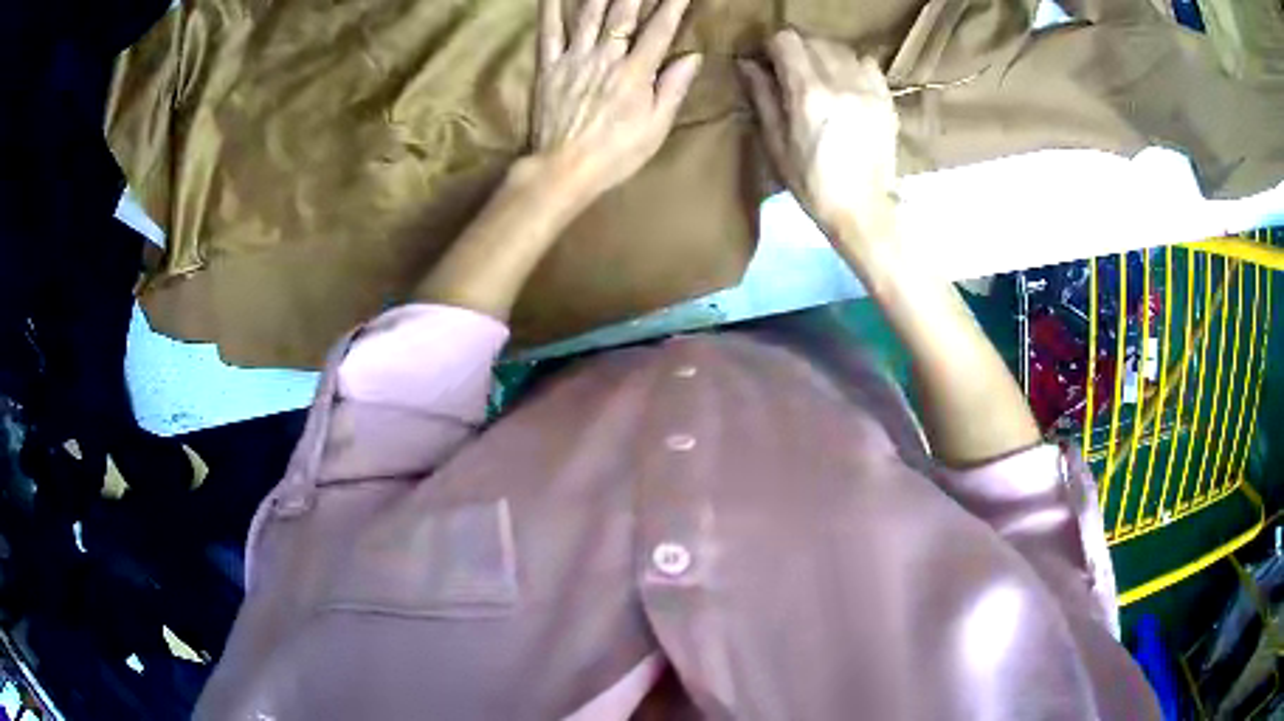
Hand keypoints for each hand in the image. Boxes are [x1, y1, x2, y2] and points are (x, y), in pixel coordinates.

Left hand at [534, 0, 701, 203]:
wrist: (564, 170)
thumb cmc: (616, 154)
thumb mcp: (656, 127)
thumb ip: (673, 88)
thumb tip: (692, 57)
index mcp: (635, 73)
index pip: (659, 30)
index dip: (673, 5)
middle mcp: (605, 58)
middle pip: (623, 14)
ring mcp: (574, 59)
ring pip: (588, 15)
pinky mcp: (549, 67)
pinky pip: (548, 32)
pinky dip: (549, 9)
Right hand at [739, 30, 899, 240]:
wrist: (864, 211)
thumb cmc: (812, 185)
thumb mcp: (776, 146)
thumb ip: (763, 98)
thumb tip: (748, 64)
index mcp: (809, 94)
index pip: (787, 41)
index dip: (772, 47)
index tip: (768, 63)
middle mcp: (841, 83)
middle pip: (814, 40)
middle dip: (797, 50)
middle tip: (791, 72)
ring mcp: (869, 90)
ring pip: (841, 48)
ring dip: (824, 55)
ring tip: (820, 77)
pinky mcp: (887, 99)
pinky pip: (867, 63)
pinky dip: (852, 65)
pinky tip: (847, 84)